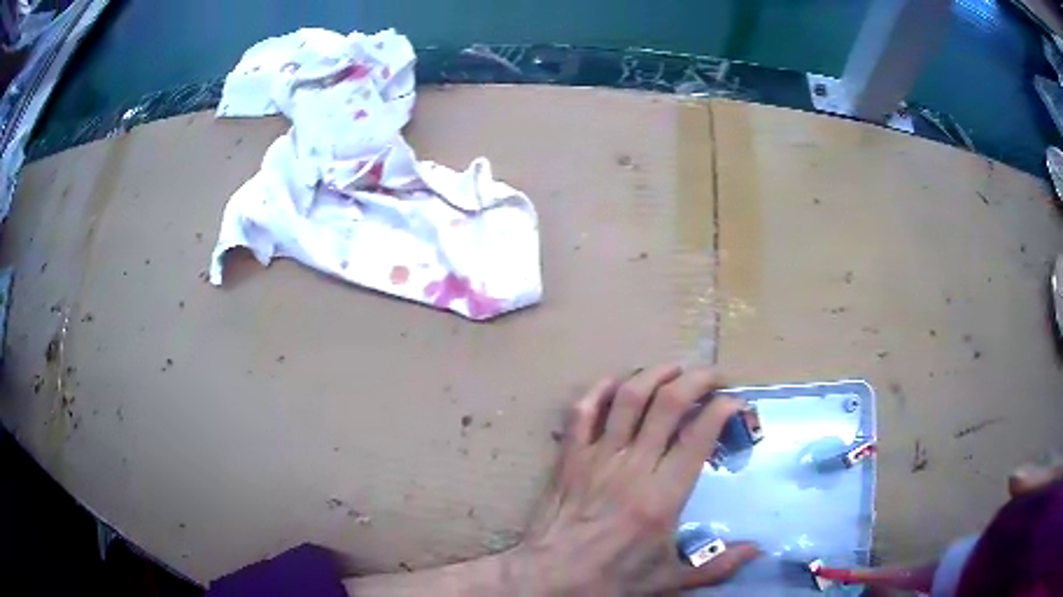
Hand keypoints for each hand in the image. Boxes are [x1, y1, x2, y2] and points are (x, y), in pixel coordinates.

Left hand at [510, 365, 759, 594]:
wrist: (548, 577)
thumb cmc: (611, 580)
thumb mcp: (669, 581)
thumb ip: (717, 567)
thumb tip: (756, 550)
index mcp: (663, 496)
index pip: (699, 435)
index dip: (723, 408)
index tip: (736, 402)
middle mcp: (633, 467)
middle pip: (668, 404)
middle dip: (697, 379)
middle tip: (714, 376)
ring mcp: (597, 457)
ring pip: (628, 398)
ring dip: (654, 374)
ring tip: (675, 368)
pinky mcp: (569, 457)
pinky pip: (582, 411)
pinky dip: (598, 390)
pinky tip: (616, 383)